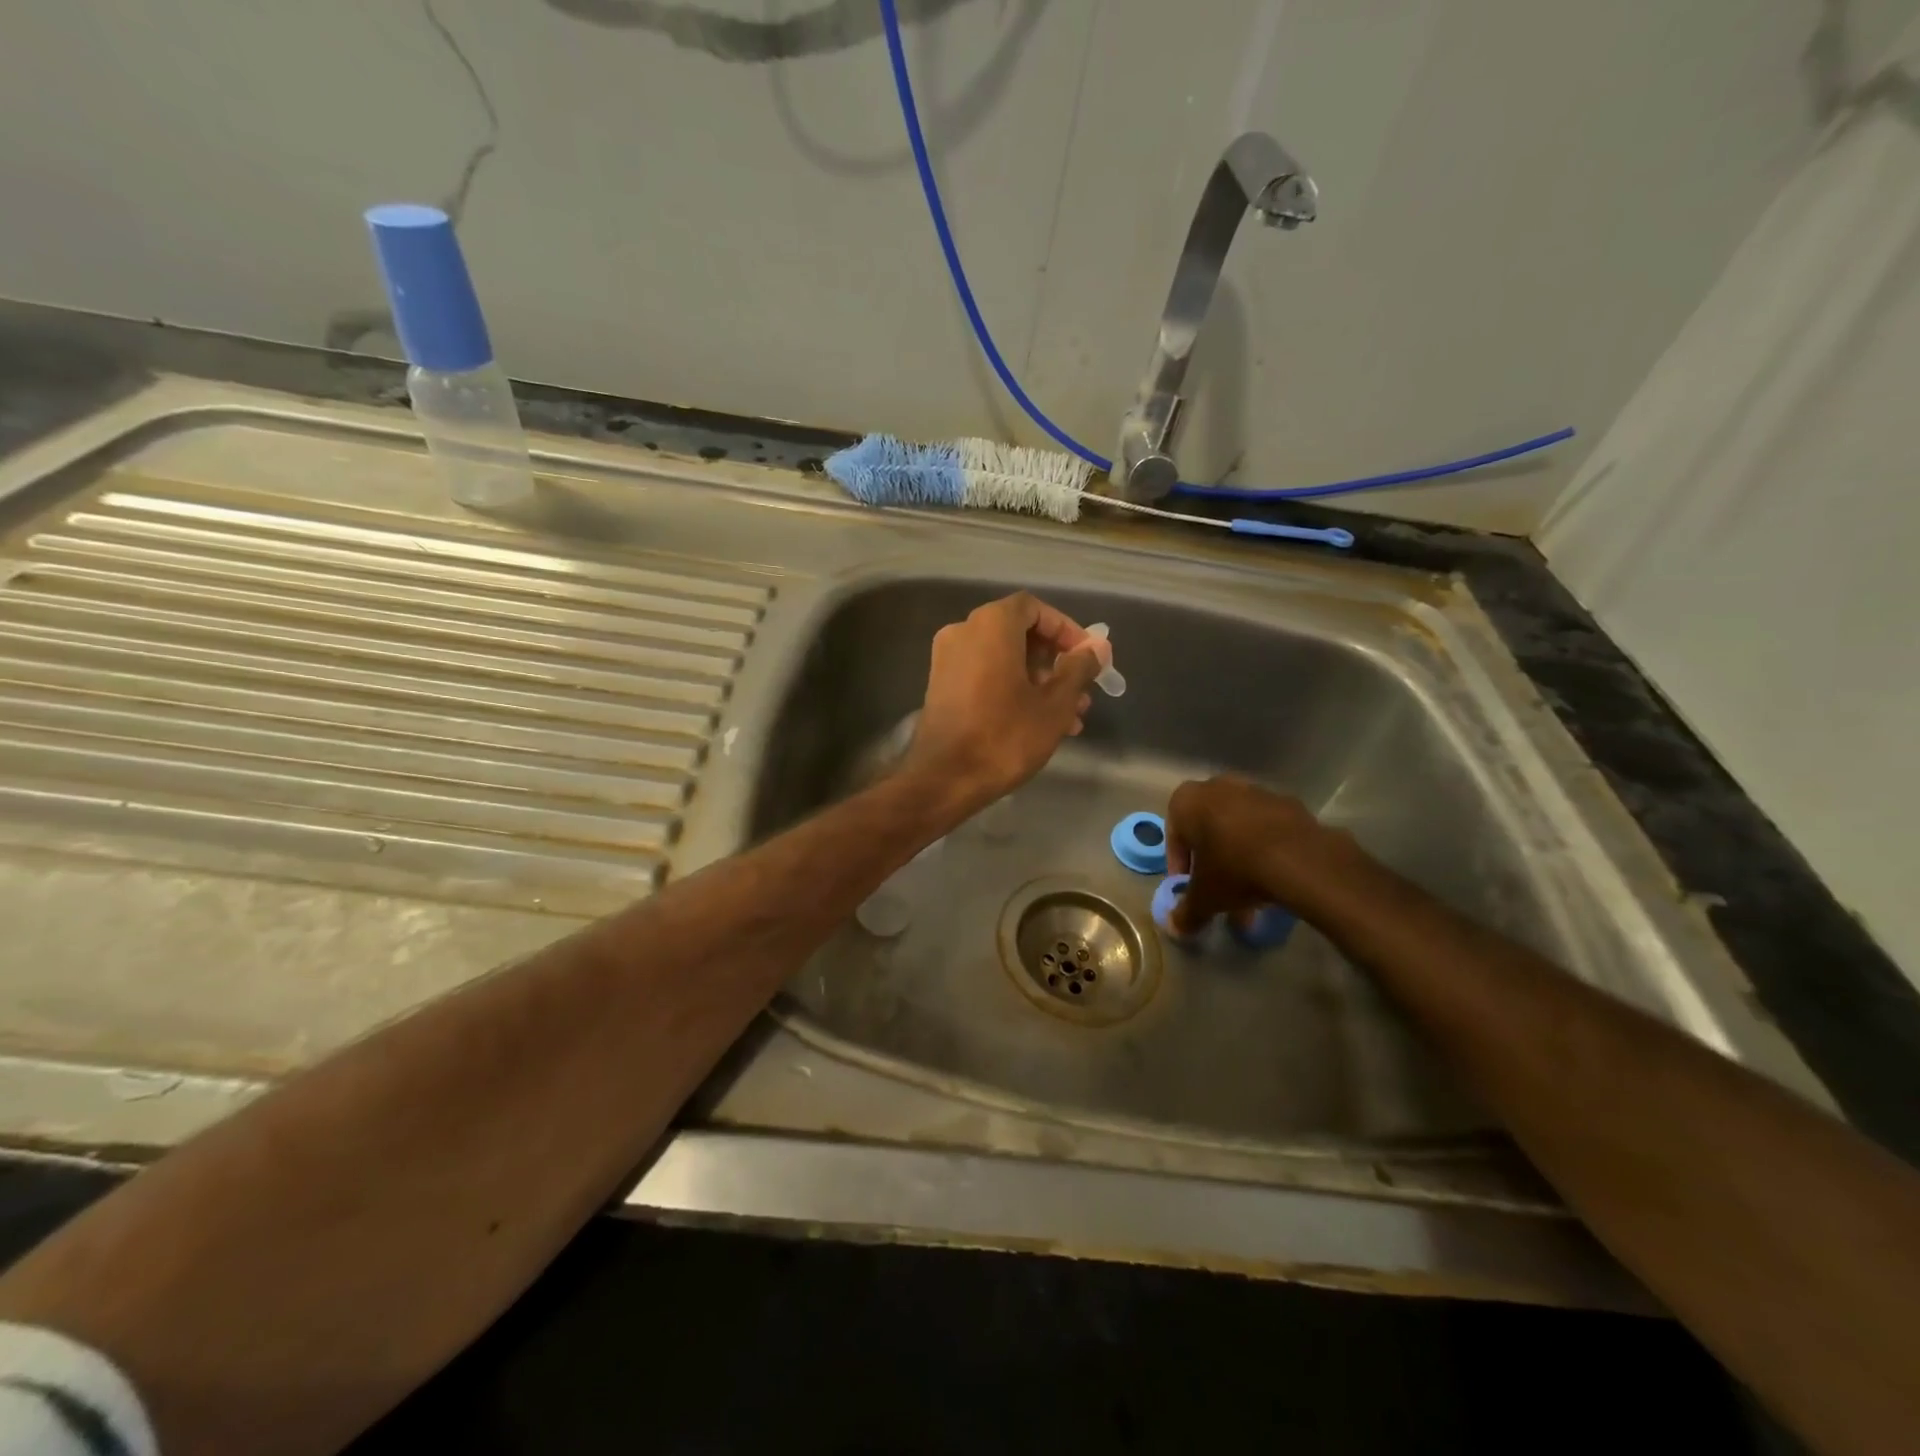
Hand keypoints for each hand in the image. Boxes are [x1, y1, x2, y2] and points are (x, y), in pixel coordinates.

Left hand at [905, 592, 1109, 809]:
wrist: (943, 779)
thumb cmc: (1005, 736)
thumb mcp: (1055, 704)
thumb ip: (1079, 668)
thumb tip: (1097, 646)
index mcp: (990, 625)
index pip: (1034, 608)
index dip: (1066, 629)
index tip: (1087, 657)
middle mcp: (963, 632)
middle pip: (1019, 634)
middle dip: (1055, 662)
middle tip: (1082, 692)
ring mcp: (948, 660)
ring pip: (1004, 660)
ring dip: (1038, 682)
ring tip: (1069, 718)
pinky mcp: (941, 687)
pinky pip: (985, 676)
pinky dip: (1012, 689)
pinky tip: (1039, 724)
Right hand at [1164, 776, 1343, 932]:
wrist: (1299, 859)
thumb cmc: (1234, 870)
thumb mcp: (1205, 898)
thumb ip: (1186, 913)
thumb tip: (1175, 928)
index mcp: (1187, 801)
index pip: (1174, 835)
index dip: (1180, 866)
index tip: (1189, 888)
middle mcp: (1218, 787)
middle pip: (1208, 829)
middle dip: (1211, 860)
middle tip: (1218, 888)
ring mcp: (1256, 791)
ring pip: (1238, 828)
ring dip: (1239, 856)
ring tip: (1250, 893)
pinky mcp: (1289, 803)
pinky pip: (1268, 828)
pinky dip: (1266, 850)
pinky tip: (1274, 878)